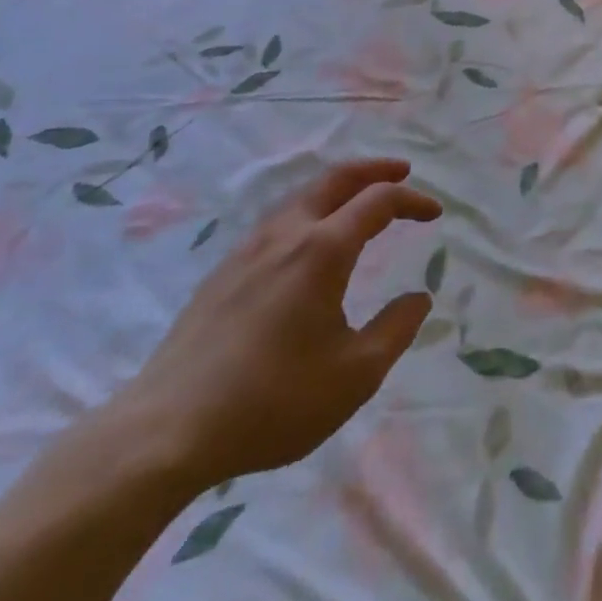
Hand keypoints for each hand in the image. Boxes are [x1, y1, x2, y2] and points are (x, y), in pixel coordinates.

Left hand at [104, 159, 440, 490]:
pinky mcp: (222, 273)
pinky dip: (309, 211)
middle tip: (402, 171)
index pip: (378, 201)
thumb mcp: (355, 374)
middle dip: (374, 169)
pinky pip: (277, 221)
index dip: (412, 200)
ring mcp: (248, 250)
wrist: (166, 431)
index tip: (435, 213)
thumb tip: (419, 298)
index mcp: (323, 250)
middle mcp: (286, 234)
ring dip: (338, 188)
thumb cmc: (272, 401)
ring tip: (359, 202)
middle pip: (335, 179)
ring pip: (301, 196)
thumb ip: (396, 329)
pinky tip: (308, 244)